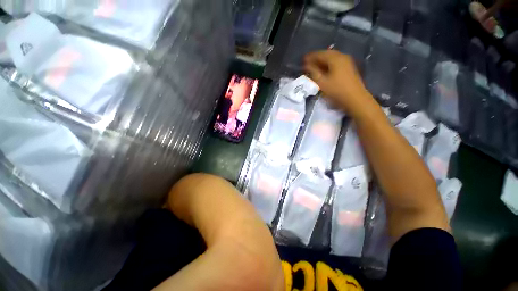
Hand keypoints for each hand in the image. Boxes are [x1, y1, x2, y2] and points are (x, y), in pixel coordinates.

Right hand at [304, 50, 372, 116]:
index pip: (318, 54)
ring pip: (332, 58)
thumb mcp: (322, 82)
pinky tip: (327, 72)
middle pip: (326, 54)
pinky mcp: (351, 68)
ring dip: (323, 62)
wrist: (358, 101)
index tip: (301, 63)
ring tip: (316, 69)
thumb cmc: (339, 91)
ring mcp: (348, 61)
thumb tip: (306, 65)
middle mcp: (341, 56)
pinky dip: (331, 65)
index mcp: (334, 57)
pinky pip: (338, 62)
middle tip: (308, 66)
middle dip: (316, 59)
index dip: (309, 58)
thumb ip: (313, 72)